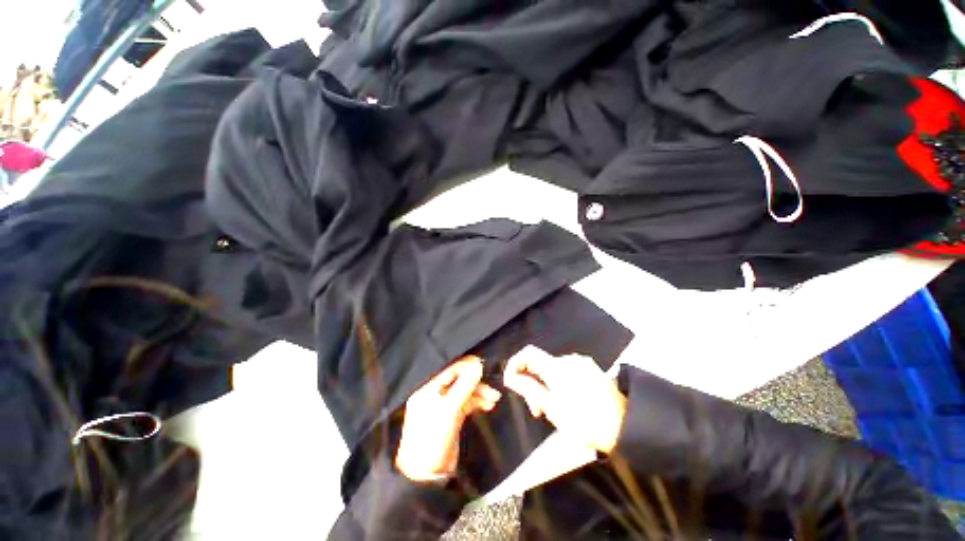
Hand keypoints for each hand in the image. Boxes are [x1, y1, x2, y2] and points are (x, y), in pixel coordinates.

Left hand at [395, 356, 501, 482]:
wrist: (427, 476)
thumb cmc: (433, 438)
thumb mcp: (450, 409)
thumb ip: (464, 386)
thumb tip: (478, 364)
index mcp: (428, 388)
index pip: (450, 370)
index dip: (467, 366)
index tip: (483, 365)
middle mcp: (435, 393)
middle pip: (459, 380)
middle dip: (476, 382)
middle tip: (492, 387)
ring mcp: (444, 405)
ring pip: (465, 391)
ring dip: (480, 393)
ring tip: (494, 398)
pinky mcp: (452, 416)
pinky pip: (467, 402)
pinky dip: (478, 402)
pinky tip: (489, 405)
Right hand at [504, 352, 626, 453]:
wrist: (627, 427)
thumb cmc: (585, 422)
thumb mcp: (553, 409)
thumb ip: (529, 389)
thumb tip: (511, 377)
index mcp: (557, 367)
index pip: (528, 353)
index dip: (515, 363)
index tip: (511, 381)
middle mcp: (568, 359)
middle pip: (540, 364)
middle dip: (532, 383)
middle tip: (536, 410)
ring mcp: (581, 363)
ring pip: (552, 369)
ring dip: (546, 386)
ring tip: (552, 410)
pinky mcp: (590, 368)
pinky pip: (566, 371)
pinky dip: (559, 383)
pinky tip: (566, 401)